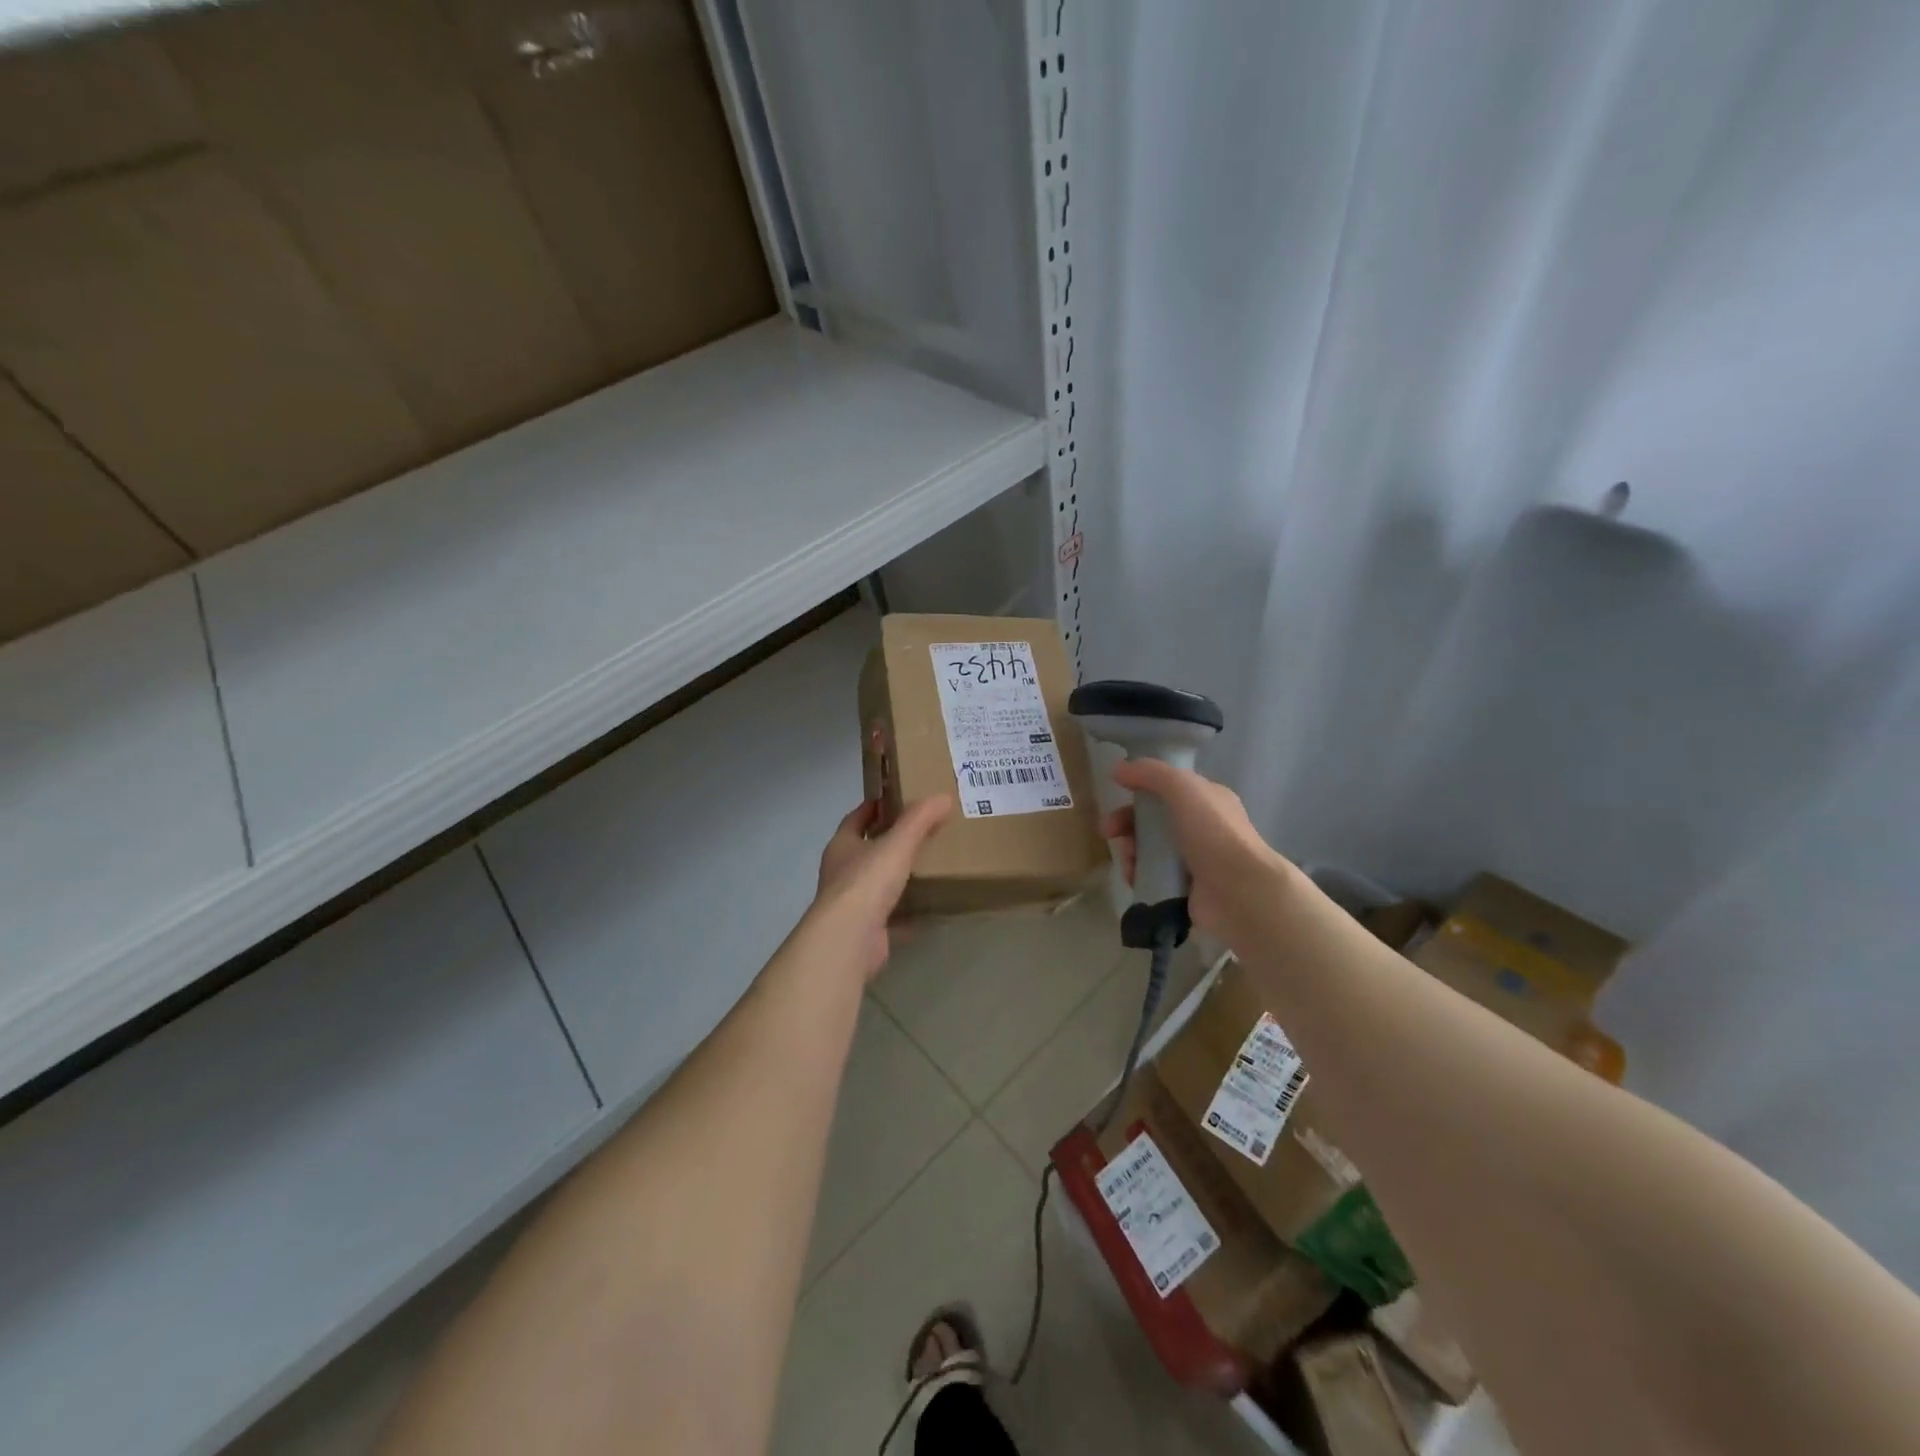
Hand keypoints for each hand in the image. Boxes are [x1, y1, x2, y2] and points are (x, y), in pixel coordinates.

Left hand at [808, 795, 953, 980]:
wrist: (851, 938)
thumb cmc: (867, 881)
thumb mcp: (897, 844)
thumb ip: (919, 820)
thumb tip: (943, 797)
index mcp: (842, 846)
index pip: (855, 819)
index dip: (871, 808)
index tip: (892, 799)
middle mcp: (841, 873)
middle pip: (864, 851)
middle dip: (886, 842)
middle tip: (918, 832)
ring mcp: (851, 904)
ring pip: (875, 884)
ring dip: (894, 877)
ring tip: (925, 867)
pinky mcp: (865, 930)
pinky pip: (889, 916)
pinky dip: (905, 913)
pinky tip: (927, 910)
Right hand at [1100, 760, 1283, 942]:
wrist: (1240, 892)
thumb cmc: (1214, 833)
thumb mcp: (1183, 789)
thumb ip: (1151, 773)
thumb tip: (1118, 768)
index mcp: (1207, 800)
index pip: (1167, 788)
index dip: (1140, 788)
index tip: (1117, 791)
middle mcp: (1202, 828)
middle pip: (1153, 819)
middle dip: (1126, 823)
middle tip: (1108, 831)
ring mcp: (1194, 860)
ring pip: (1149, 849)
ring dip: (1130, 851)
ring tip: (1127, 860)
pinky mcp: (1184, 888)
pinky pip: (1152, 875)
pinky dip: (1138, 874)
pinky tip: (1133, 877)